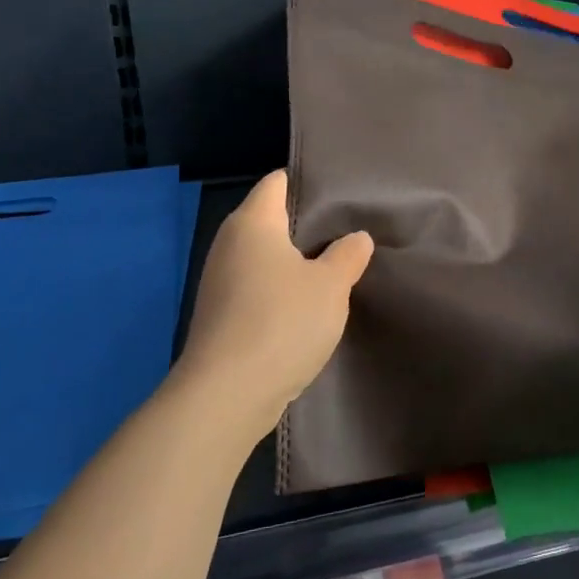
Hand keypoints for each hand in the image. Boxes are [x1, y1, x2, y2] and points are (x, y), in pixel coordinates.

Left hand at [174, 170, 373, 442]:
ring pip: (266, 257)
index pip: (277, 181)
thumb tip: (357, 238)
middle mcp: (230, 244)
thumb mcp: (331, 285)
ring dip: (297, 262)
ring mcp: (221, 282)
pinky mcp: (222, 316)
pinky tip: (310, 306)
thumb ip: (348, 255)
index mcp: (253, 222)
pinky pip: (258, 288)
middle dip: (308, 225)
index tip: (343, 192)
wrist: (226, 396)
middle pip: (272, 219)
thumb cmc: (281, 322)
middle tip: (351, 229)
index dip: (308, 182)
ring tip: (338, 266)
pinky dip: (282, 291)